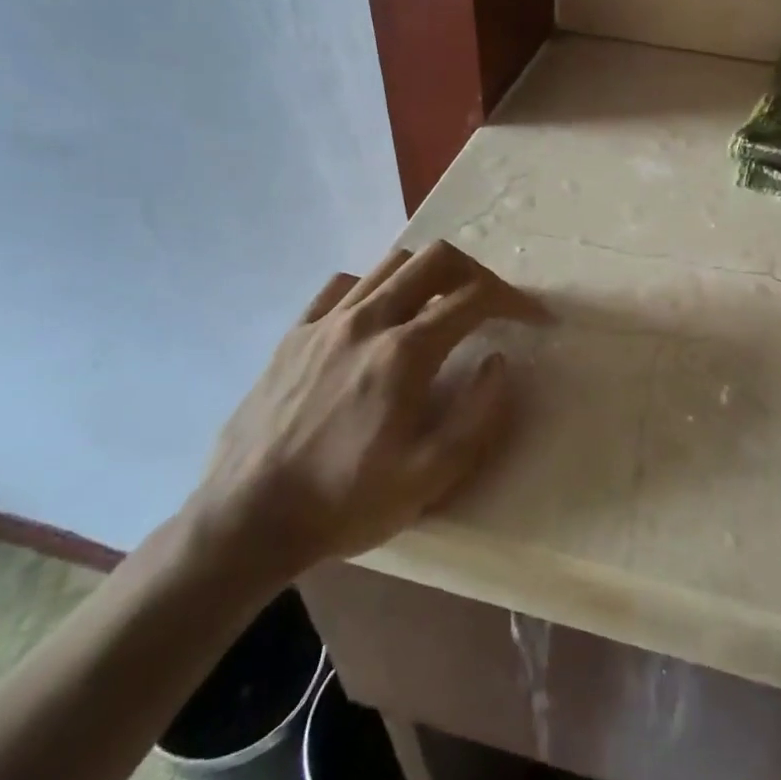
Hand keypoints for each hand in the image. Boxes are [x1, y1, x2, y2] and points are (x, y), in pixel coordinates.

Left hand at [184, 240, 543, 586]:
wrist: (246, 520)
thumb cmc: (344, 501)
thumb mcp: (429, 476)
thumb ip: (478, 415)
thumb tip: (499, 362)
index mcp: (404, 353)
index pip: (474, 298)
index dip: (514, 301)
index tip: (534, 318)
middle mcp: (367, 321)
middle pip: (434, 259)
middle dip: (475, 271)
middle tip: (491, 302)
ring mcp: (325, 323)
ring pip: (390, 264)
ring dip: (428, 276)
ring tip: (440, 308)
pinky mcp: (294, 334)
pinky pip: (341, 286)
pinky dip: (374, 288)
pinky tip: (378, 319)